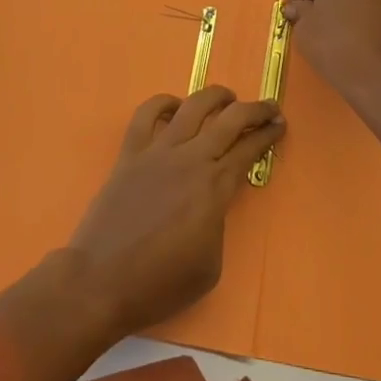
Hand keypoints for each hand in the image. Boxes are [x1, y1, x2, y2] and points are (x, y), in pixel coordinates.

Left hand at [66, 86, 283, 338]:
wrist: (101, 282)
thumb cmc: (160, 283)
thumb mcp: (210, 266)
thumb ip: (218, 223)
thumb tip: (212, 202)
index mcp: (214, 187)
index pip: (248, 150)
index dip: (267, 135)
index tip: (280, 124)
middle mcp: (190, 158)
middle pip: (229, 120)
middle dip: (254, 109)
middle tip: (268, 107)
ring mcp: (158, 151)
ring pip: (193, 106)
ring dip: (216, 96)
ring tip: (228, 97)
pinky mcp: (130, 152)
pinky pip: (147, 114)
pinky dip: (163, 102)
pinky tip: (175, 105)